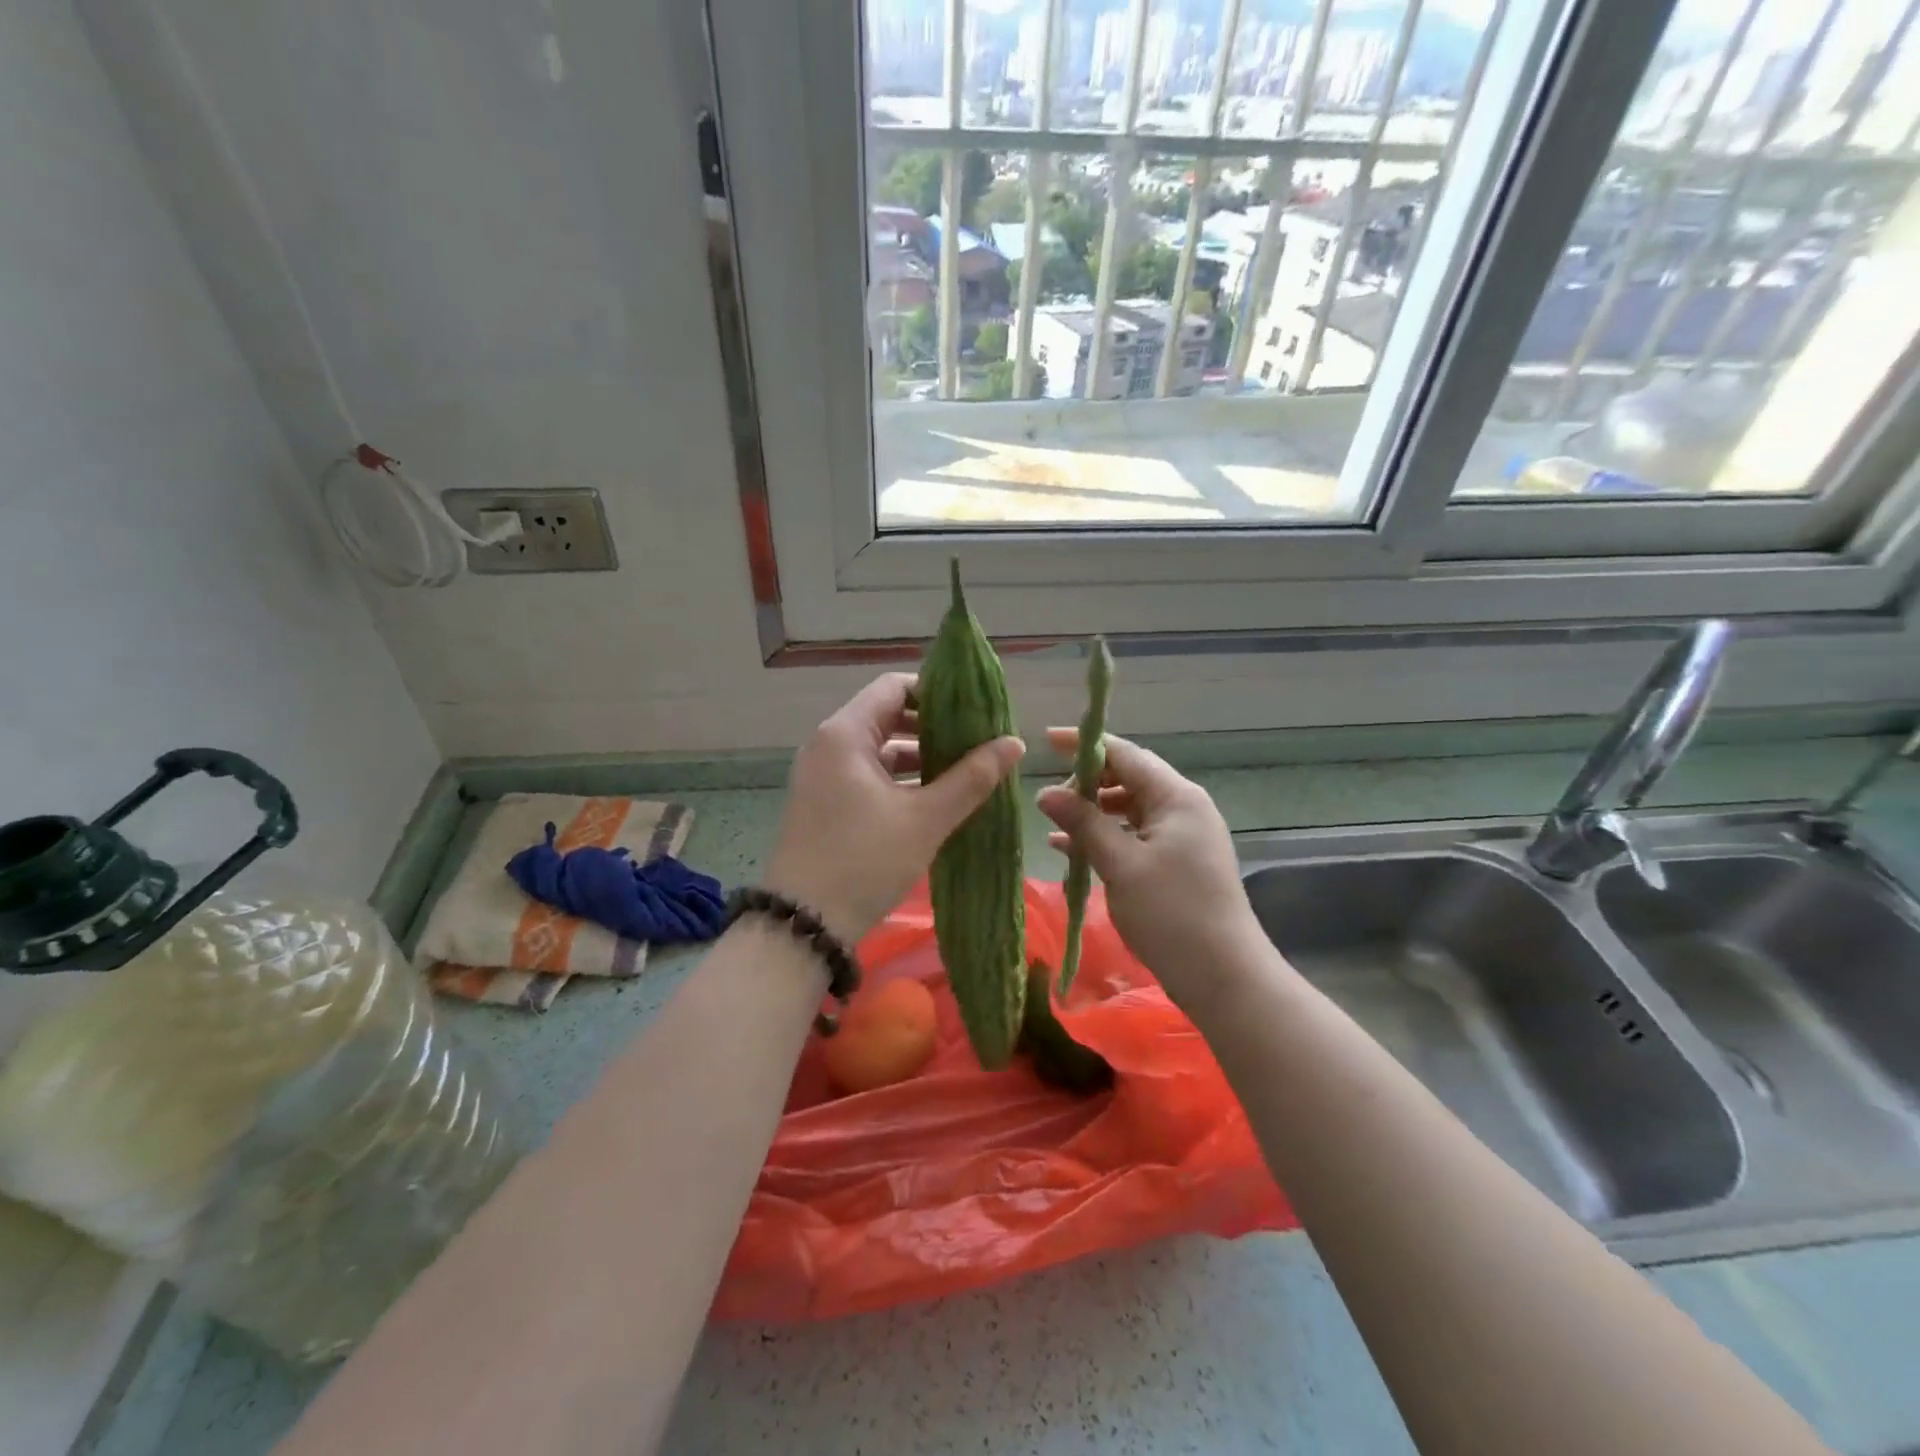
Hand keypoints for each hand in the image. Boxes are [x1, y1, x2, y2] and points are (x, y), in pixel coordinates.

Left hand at [763, 673, 1025, 943]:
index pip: (895, 686)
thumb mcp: (925, 819)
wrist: (803, 925)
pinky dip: (900, 779)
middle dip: (934, 727)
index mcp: (845, 734)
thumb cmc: (864, 861)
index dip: (937, 692)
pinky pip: (868, 775)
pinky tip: (934, 797)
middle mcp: (828, 745)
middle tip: (978, 740)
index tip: (975, 709)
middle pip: (887, 716)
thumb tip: (1015, 743)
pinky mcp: (824, 803)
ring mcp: (823, 775)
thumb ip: (972, 778)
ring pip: (879, 749)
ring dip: (920, 756)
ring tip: (966, 770)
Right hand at [1036, 731, 1265, 1013]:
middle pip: (1128, 778)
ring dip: (1093, 814)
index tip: (1047, 741)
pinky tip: (1072, 851)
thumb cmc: (1172, 913)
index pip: (1126, 754)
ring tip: (1055, 825)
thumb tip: (1045, 792)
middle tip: (1049, 799)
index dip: (1085, 744)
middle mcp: (1183, 808)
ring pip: (1129, 809)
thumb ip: (1083, 823)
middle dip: (1087, 784)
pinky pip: (1135, 835)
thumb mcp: (1121, 865)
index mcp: (1176, 797)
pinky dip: (1106, 838)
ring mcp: (1183, 836)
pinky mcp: (1178, 862)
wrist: (1223, 977)